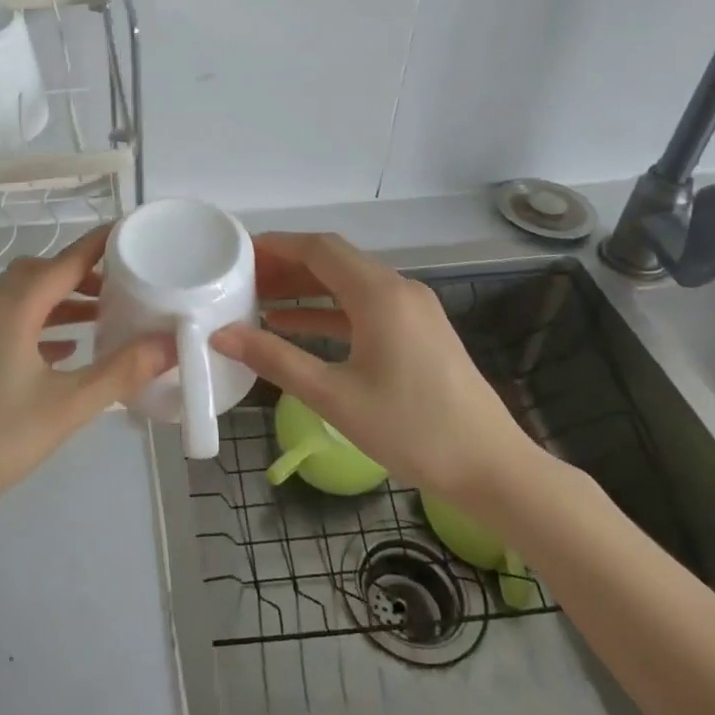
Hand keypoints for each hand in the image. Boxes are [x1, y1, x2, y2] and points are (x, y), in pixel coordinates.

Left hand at [0, 223, 175, 527]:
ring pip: (22, 298)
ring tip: (101, 317)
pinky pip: (10, 323)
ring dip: (60, 300)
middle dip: (79, 272)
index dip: (97, 245)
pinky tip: (65, 351)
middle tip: (119, 285)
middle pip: (38, 273)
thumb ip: (122, 371)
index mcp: (12, 311)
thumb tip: (170, 343)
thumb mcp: (69, 406)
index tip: (129, 231)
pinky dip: (41, 324)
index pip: (63, 262)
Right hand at [213, 232, 541, 508]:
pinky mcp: (418, 332)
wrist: (492, 469)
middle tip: (241, 279)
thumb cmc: (411, 430)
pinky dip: (328, 311)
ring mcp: (412, 310)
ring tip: (258, 300)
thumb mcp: (334, 396)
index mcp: (379, 294)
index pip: (319, 249)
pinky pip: (364, 307)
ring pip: (348, 284)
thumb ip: (275, 360)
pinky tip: (295, 327)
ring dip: (305, 288)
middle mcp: (398, 289)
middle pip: (333, 261)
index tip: (239, 252)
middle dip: (286, 266)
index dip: (277, 245)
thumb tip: (222, 335)